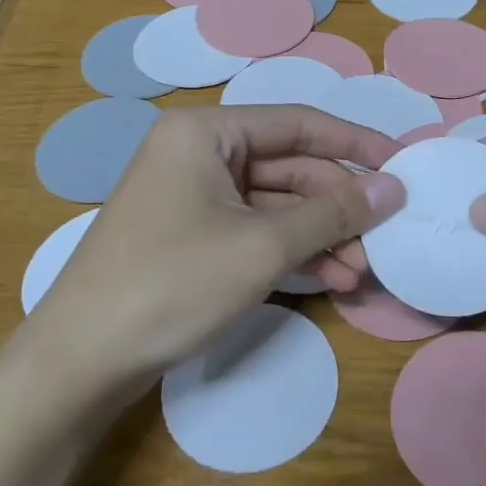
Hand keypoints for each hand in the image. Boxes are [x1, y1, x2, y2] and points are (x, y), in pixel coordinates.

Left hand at [19, 106, 404, 387]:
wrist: (82, 362)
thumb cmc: (173, 285)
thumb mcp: (264, 246)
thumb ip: (334, 212)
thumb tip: (393, 187)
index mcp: (206, 132)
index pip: (299, 124)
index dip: (356, 143)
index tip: (403, 165)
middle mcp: (198, 152)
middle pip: (290, 167)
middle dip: (338, 206)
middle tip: (382, 240)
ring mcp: (193, 196)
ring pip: (276, 204)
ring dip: (321, 235)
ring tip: (360, 273)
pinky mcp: (192, 235)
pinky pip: (255, 230)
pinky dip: (292, 251)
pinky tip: (329, 278)